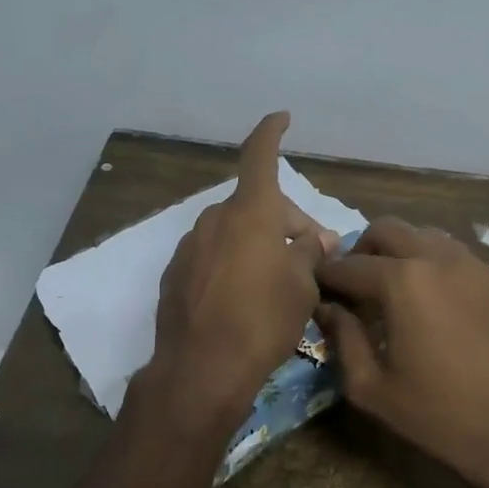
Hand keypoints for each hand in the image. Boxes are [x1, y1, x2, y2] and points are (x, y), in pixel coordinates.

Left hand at [144, 113, 334, 433]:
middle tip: (313, 254)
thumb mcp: (303, 286)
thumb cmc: (263, 321)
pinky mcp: (175, 275)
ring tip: (279, 280)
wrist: (201, 368)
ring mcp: (190, 247)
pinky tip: (243, 298)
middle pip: (256, 206)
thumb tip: (313, 239)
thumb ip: (310, 252)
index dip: (271, 133)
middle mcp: (214, 220)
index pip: (260, 156)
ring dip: (258, 244)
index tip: (281, 118)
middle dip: (286, 222)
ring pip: (234, 232)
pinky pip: (212, 256)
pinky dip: (233, 263)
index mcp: (249, 213)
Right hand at [316, 218, 488, 487]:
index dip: (326, 276)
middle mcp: (438, 259)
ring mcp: (474, 266)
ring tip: (392, 291)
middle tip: (354, 285)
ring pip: (425, 236)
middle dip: (361, 250)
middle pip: (387, 230)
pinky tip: (432, 303)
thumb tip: (328, 309)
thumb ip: (343, 339)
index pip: (349, 265)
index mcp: (402, 282)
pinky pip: (456, 256)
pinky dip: (433, 266)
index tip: (315, 288)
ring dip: (400, 253)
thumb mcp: (371, 388)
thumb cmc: (437, 416)